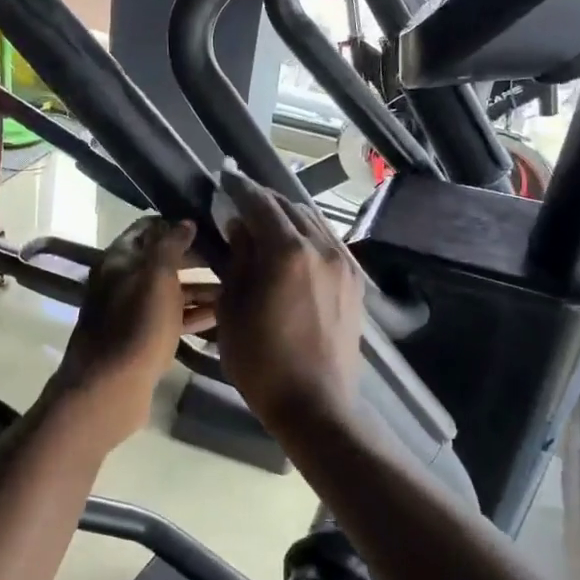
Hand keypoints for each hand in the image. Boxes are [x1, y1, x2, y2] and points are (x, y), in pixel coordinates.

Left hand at [51, 217, 215, 443]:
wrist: (110, 388)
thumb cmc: (136, 325)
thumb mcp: (157, 276)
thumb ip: (171, 245)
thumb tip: (185, 221)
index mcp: (120, 259)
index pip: (149, 227)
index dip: (178, 224)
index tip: (213, 224)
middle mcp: (123, 280)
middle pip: (163, 260)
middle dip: (197, 258)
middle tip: (235, 257)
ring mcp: (132, 311)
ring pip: (171, 291)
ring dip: (201, 288)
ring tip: (239, 287)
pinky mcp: (142, 338)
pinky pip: (172, 318)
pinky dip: (194, 314)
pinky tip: (224, 315)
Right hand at [215, 170, 364, 435]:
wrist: (315, 403)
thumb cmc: (261, 360)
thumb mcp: (233, 308)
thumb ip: (238, 260)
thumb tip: (240, 227)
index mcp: (287, 251)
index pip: (260, 203)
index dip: (240, 187)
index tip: (225, 176)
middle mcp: (321, 247)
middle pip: (289, 207)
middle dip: (263, 199)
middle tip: (240, 198)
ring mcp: (343, 263)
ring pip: (312, 222)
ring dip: (287, 215)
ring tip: (265, 219)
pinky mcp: (354, 281)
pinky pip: (328, 242)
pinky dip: (306, 234)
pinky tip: (293, 244)